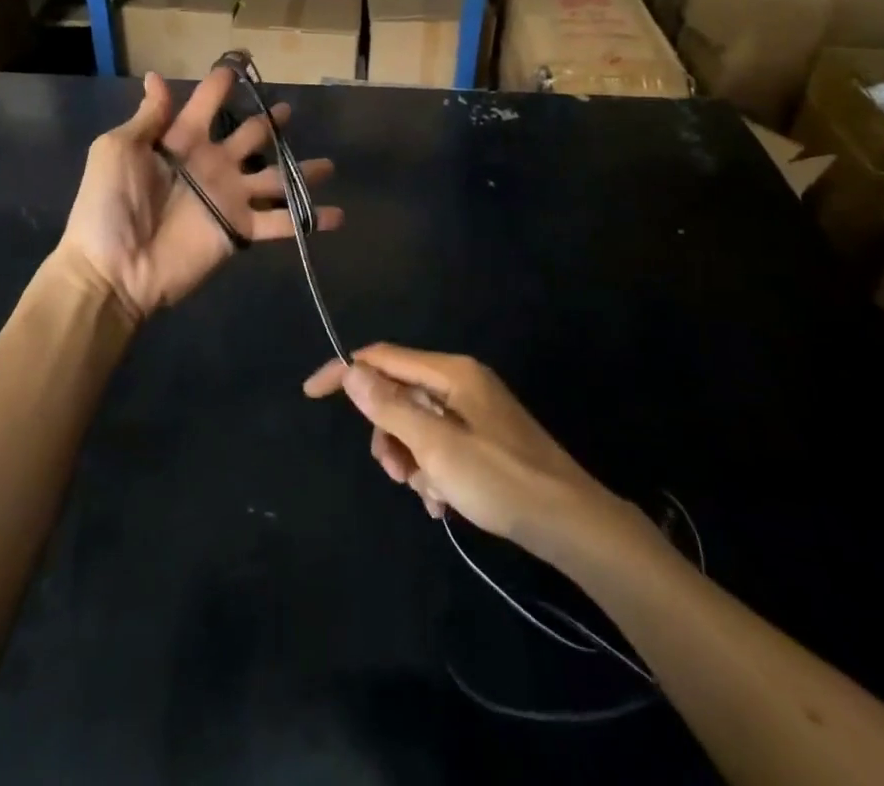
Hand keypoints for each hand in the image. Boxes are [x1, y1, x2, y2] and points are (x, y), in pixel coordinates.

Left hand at [58, 70, 342, 322]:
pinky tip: (338, 215)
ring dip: (301, 171)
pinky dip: (310, 220)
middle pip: (249, 136)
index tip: (241, 62)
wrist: (113, 269)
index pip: (207, 103)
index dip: (222, 83)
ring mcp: (229, 197)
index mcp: (181, 140)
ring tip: (329, 164)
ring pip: (275, 178)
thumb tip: (157, 77)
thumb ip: (147, 118)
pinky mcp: (241, 230)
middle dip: (269, 122)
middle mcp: (212, 164)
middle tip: (290, 110)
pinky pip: (282, 223)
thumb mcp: (117, 150)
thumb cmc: (108, 206)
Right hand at [304, 345, 634, 553]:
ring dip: (412, 459)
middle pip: (400, 395)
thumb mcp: (436, 446)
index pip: (381, 358)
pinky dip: (434, 470)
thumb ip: (390, 406)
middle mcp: (461, 382)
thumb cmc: (500, 480)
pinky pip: (441, 445)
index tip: (310, 393)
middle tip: (396, 473)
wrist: (573, 524)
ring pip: (418, 425)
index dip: (344, 372)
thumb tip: (351, 369)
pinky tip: (445, 503)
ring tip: (430, 496)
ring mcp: (475, 410)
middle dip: (388, 433)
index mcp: (450, 372)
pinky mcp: (485, 438)